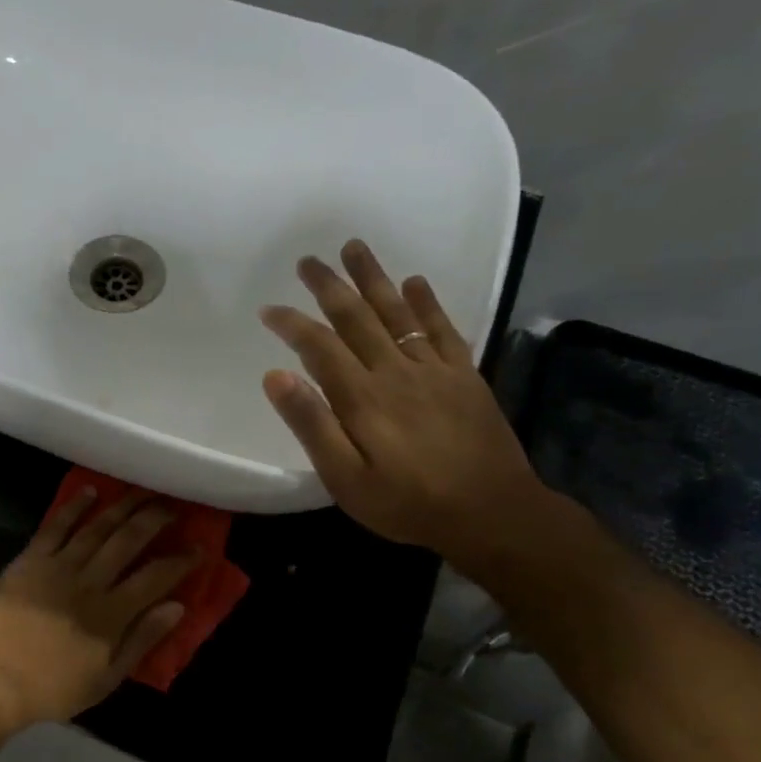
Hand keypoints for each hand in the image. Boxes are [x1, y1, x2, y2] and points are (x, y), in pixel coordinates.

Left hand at [0, 489, 195, 731]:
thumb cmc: (51, 687)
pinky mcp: (30, 560)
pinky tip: (90, 491)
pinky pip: (55, 527)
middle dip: (154, 520)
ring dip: (121, 506)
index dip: (180, 561)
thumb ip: (142, 640)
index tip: (199, 547)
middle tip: (173, 505)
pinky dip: (74, 507)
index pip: (155, 578)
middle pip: (128, 541)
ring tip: (141, 491)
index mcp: (112, 614)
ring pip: (97, 528)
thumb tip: (177, 607)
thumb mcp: (106, 679)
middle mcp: (90, 582)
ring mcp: (58, 567)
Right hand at [259, 240, 548, 569]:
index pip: (318, 347)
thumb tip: (276, 376)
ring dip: (374, 279)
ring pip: (397, 312)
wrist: (492, 513)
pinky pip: (444, 329)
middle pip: (357, 318)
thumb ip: (312, 426)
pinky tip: (415, 282)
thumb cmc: (408, 503)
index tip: (269, 308)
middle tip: (308, 260)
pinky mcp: (465, 376)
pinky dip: (427, 303)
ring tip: (355, 248)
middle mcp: (395, 371)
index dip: (292, 324)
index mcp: (362, 398)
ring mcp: (434, 370)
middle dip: (330, 286)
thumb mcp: (346, 479)